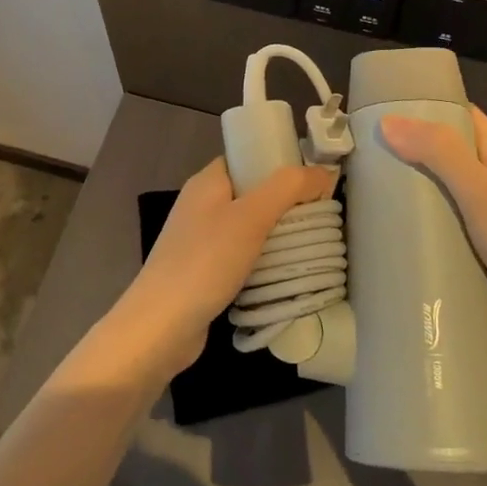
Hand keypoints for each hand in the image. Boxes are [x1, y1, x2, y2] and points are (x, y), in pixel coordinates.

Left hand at [97, 157, 335, 388]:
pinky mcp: (202, 272)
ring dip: (276, 236)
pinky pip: (241, 257)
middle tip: (321, 217)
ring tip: (311, 245)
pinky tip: (283, 274)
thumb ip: (288, 188)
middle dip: (285, 204)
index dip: (278, 164)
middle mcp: (201, 205)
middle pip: (251, 194)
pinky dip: (262, 262)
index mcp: (207, 182)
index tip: (314, 181)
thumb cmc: (205, 261)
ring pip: (248, 228)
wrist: (161, 326)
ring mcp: (199, 240)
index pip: (247, 159)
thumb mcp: (251, 217)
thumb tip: (324, 171)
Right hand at [378, 107, 486, 326]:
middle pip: (446, 155)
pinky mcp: (480, 254)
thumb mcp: (481, 192)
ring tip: (363, 189)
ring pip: (442, 194)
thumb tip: (387, 120)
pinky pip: (443, 230)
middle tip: (361, 151)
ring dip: (410, 191)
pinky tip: (390, 233)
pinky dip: (420, 228)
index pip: (462, 115)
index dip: (427, 104)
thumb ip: (439, 153)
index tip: (383, 104)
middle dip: (408, 151)